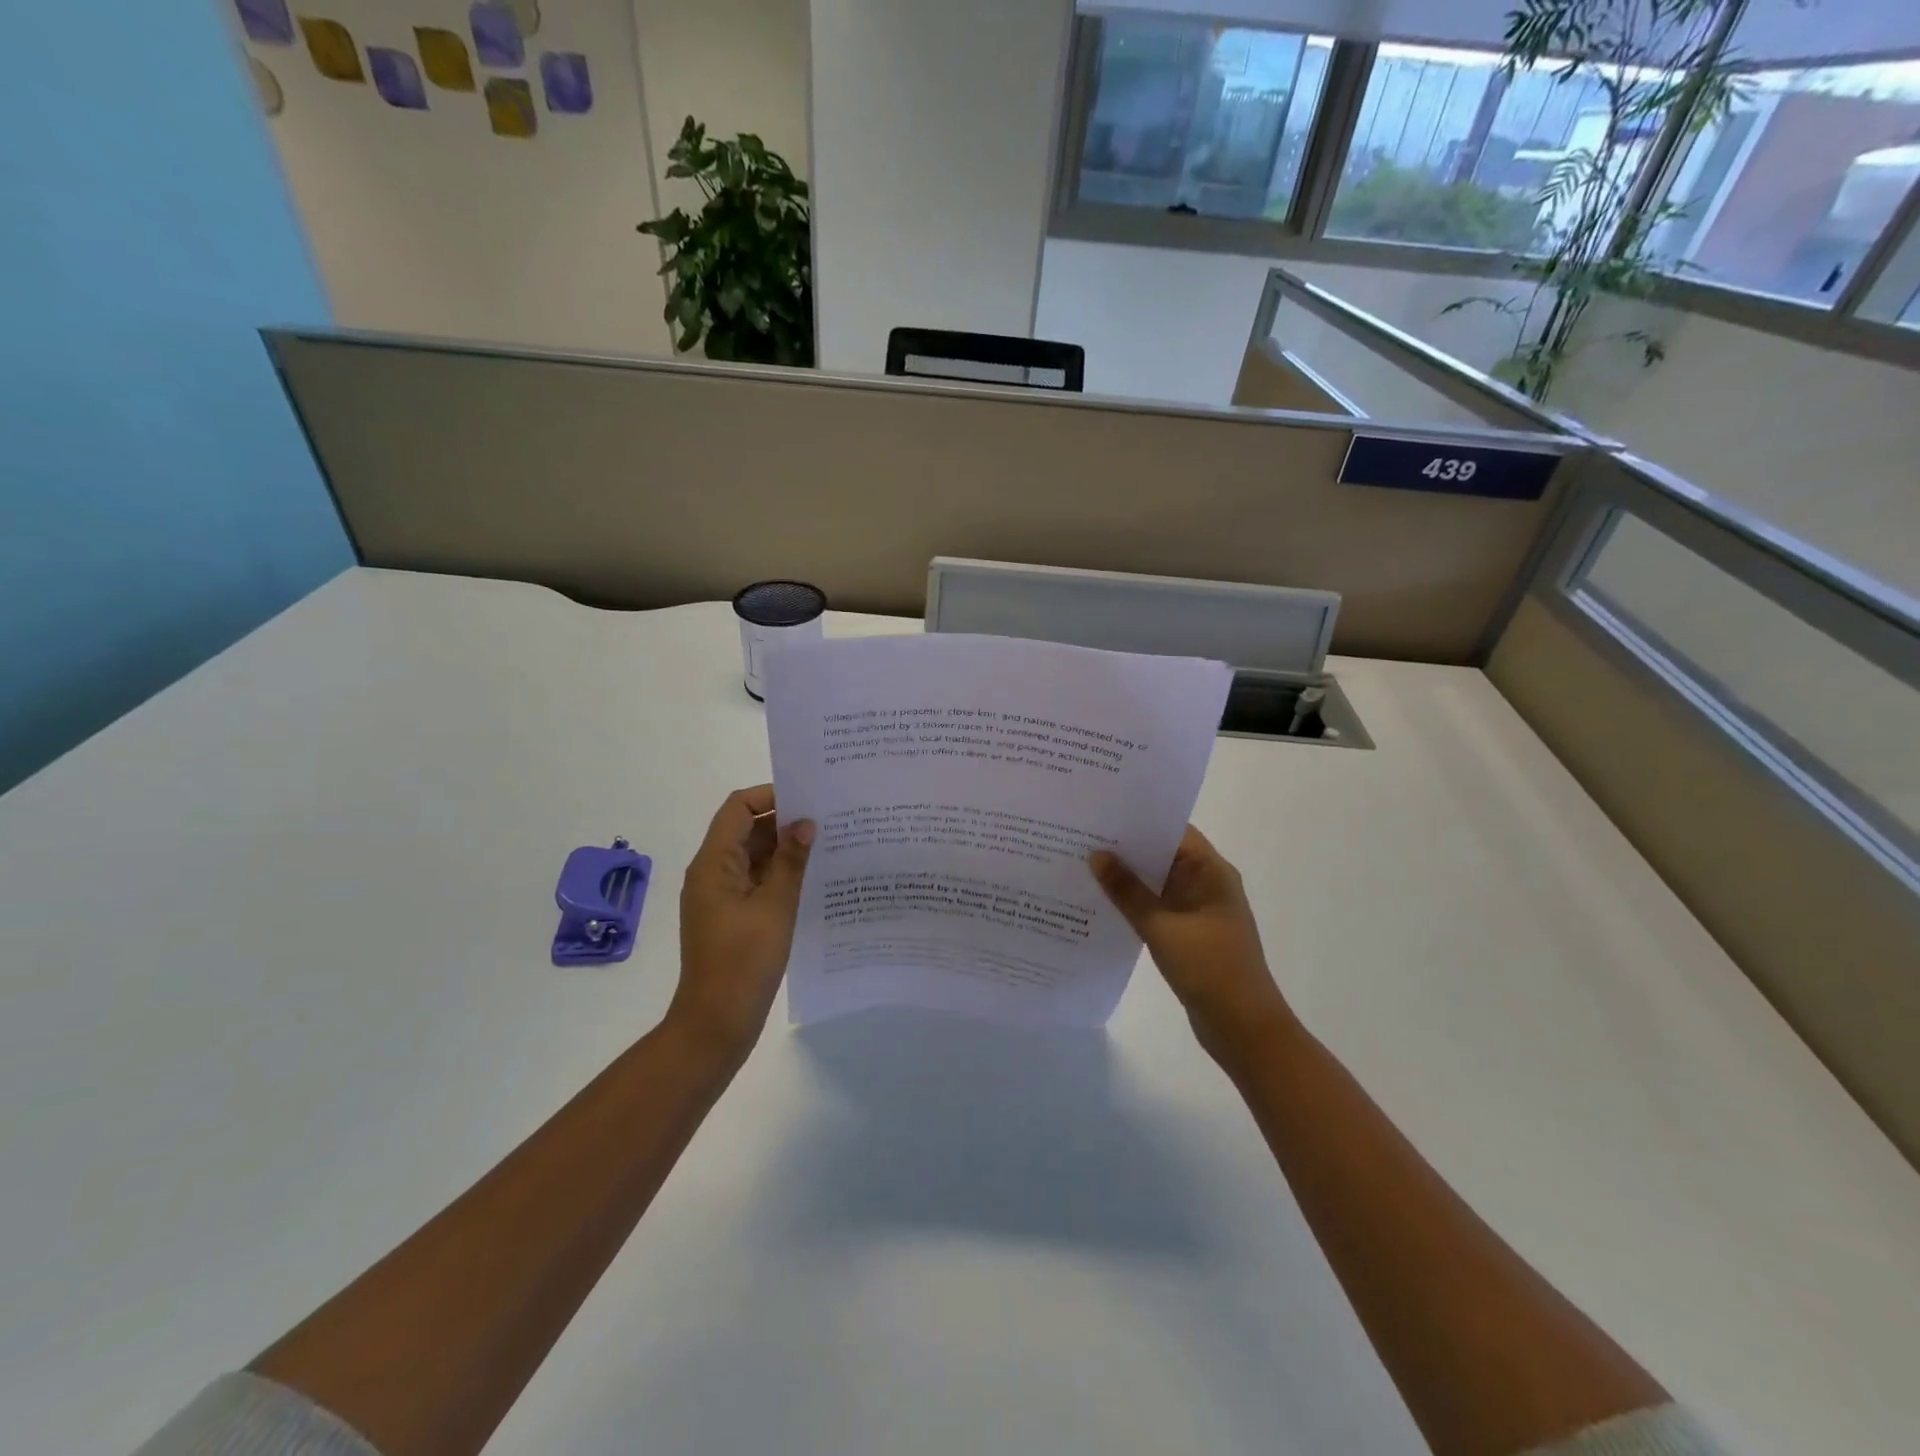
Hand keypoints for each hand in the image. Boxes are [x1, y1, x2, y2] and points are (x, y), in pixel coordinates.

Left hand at [672, 785, 813, 1060]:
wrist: (716, 1023)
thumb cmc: (744, 961)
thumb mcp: (775, 906)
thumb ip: (791, 860)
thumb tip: (805, 822)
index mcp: (714, 863)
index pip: (738, 807)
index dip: (771, 796)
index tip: (809, 800)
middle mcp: (711, 872)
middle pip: (745, 829)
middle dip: (783, 822)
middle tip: (828, 820)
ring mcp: (719, 896)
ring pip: (752, 856)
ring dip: (783, 849)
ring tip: (827, 846)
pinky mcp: (729, 916)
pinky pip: (753, 881)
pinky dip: (778, 874)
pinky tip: (811, 879)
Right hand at [1091, 827, 1295, 1066]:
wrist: (1243, 1028)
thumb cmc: (1209, 968)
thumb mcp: (1161, 926)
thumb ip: (1127, 891)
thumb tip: (1097, 855)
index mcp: (1211, 872)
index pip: (1173, 831)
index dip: (1139, 820)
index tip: (1101, 812)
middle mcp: (1208, 883)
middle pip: (1163, 854)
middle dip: (1126, 846)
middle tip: (1081, 835)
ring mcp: (1199, 909)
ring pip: (1158, 882)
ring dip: (1127, 876)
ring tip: (1083, 863)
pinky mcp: (1190, 933)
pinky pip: (1157, 906)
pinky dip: (1134, 902)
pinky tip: (1101, 902)